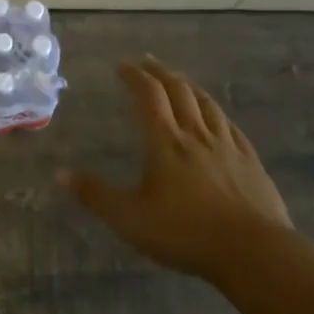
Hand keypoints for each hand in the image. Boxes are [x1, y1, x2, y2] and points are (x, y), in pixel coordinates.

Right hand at [60, 55, 290, 281]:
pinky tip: (217, 117)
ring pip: (206, 103)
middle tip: (147, 62)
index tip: (122, 65)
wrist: (253, 252)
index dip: (134, 76)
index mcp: (165, 142)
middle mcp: (196, 134)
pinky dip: (217, 112)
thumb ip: (96, 195)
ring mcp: (227, 146)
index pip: (148, 95)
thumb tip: (60, 175)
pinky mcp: (250, 162)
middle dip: (160, 72)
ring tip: (179, 79)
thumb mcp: (130, 219)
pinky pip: (231, 126)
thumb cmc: (185, 233)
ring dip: (189, 86)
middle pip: (179, 91)